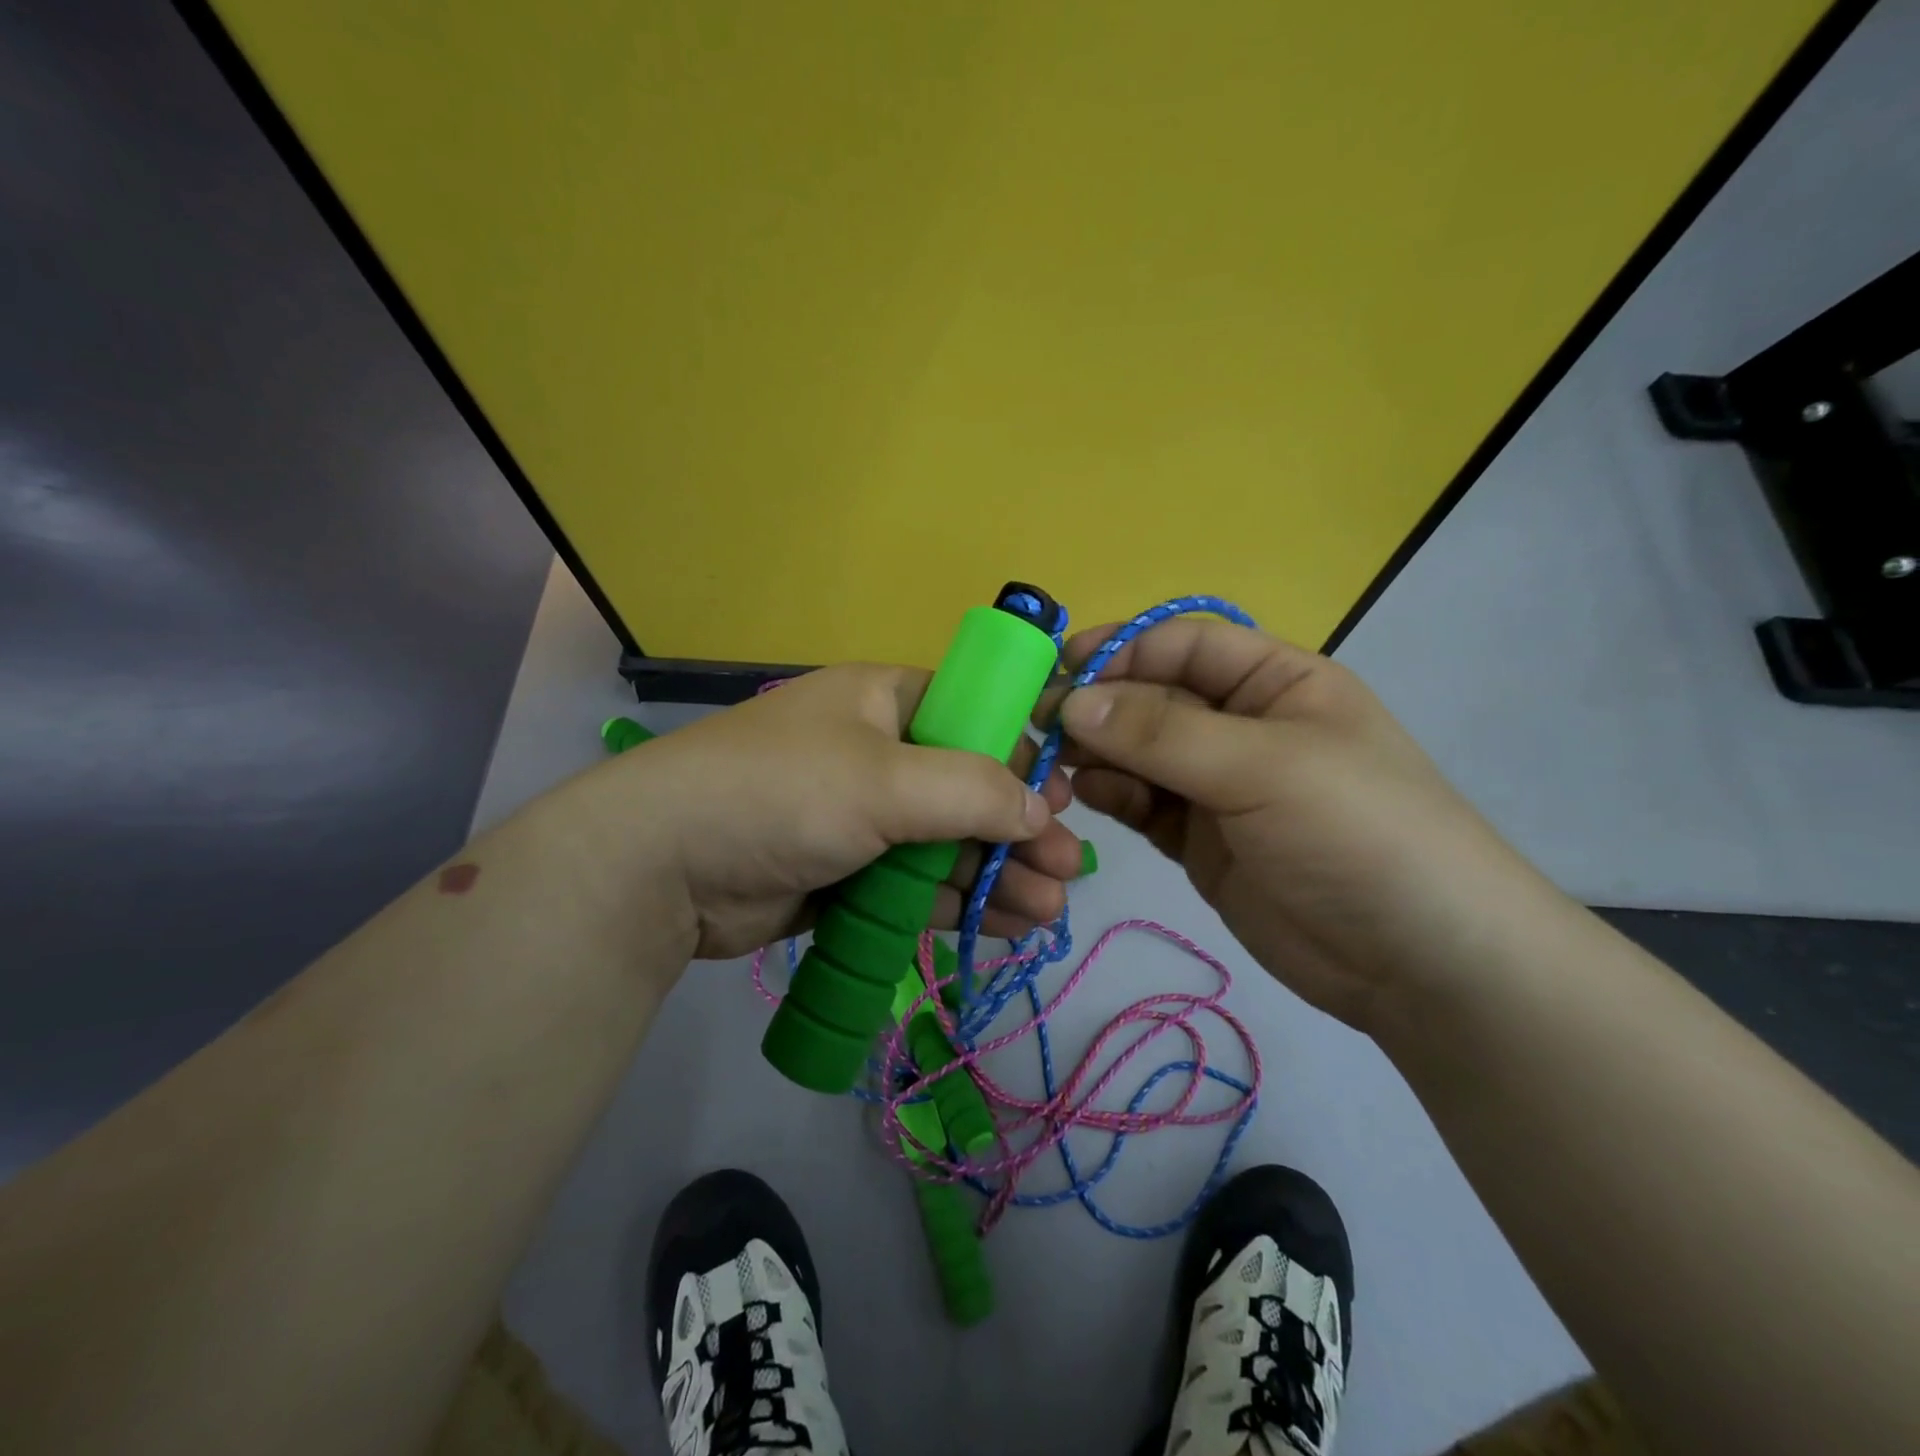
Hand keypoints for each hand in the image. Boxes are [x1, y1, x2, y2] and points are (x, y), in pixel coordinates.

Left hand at [594, 663, 1084, 960]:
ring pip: (946, 843)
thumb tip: (1041, 809)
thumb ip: (973, 790)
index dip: (1022, 755)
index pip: (974, 717)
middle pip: (967, 788)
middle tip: (1068, 870)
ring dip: (997, 873)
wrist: (663, 867)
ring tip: (1048, 910)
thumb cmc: (783, 793)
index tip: (1065, 797)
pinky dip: (957, 901)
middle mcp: (877, 752)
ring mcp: (860, 816)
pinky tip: (1004, 924)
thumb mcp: (886, 780)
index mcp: (885, 701)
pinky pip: (915, 883)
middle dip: (1019, 830)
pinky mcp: (845, 872)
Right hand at [1053, 618, 1561, 1032]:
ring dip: (1097, 755)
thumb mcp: (1263, 766)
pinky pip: (1143, 804)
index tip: (1061, 674)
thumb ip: (1162, 733)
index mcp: (1275, 681)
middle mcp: (1241, 725)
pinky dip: (1113, 797)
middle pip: (1153, 699)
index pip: (1183, 646)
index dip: (1122, 652)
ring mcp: (1218, 786)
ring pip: (1139, 754)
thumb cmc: (1357, 833)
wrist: (1419, 963)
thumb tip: (1072, 702)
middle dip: (1099, 708)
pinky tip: (1087, 798)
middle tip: (1040, 729)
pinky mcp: (1200, 840)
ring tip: (1055, 768)